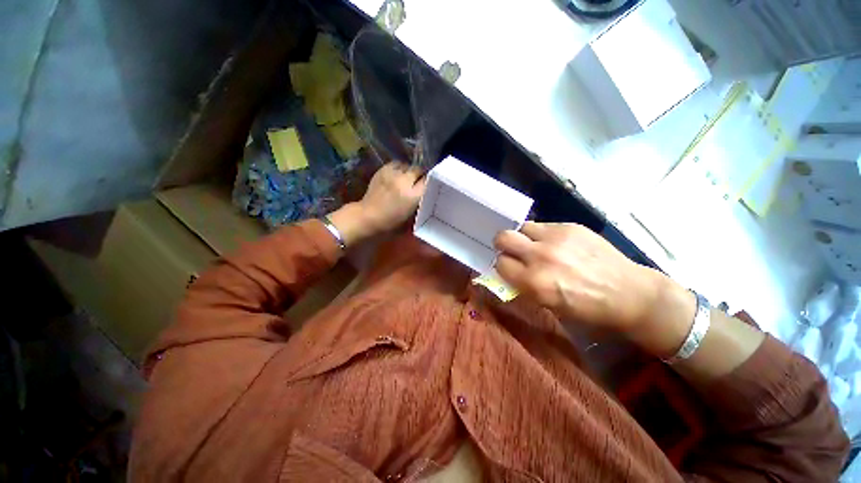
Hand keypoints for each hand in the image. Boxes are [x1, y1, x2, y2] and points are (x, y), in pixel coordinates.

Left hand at [358, 163, 425, 232]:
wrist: (369, 216)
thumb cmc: (392, 220)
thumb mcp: (411, 213)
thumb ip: (420, 199)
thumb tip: (424, 188)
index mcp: (413, 196)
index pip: (427, 181)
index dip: (428, 182)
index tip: (428, 185)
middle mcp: (404, 182)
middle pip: (418, 170)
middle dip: (419, 175)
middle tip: (417, 182)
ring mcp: (392, 174)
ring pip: (407, 165)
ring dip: (409, 171)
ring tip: (406, 178)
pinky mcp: (383, 170)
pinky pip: (396, 164)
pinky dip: (399, 168)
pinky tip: (397, 175)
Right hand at [494, 222, 669, 333]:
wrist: (629, 294)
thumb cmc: (587, 309)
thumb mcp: (548, 305)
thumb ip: (523, 286)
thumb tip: (508, 273)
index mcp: (534, 282)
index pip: (500, 263)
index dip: (504, 266)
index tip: (510, 268)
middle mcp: (540, 256)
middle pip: (503, 237)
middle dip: (504, 245)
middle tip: (514, 251)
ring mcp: (556, 238)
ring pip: (522, 227)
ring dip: (523, 237)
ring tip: (535, 245)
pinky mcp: (570, 227)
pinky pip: (543, 225)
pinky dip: (543, 234)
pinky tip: (557, 244)